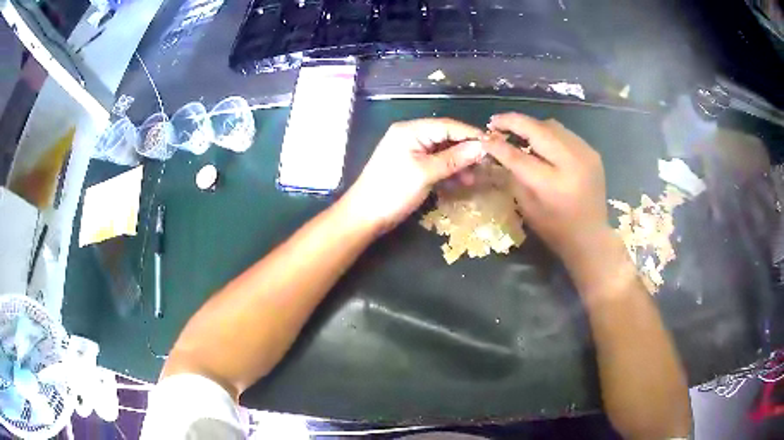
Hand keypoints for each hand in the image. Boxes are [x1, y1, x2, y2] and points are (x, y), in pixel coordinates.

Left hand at [344, 118, 484, 232]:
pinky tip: (461, 181)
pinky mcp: (412, 167)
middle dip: (466, 150)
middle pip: (445, 137)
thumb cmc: (392, 191)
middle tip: (487, 162)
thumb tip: (481, 148)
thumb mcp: (425, 173)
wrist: (364, 216)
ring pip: (442, 152)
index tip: (492, 144)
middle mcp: (411, 136)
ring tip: (476, 176)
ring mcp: (411, 152)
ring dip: (459, 163)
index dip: (470, 134)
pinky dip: (448, 171)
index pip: (447, 126)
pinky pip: (435, 164)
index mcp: (410, 131)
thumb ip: (454, 159)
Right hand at [481, 113, 611, 262]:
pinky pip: (565, 133)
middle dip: (513, 122)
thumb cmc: (556, 230)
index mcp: (553, 185)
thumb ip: (515, 176)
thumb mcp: (528, 208)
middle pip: (538, 130)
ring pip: (552, 126)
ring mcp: (586, 154)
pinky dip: (548, 134)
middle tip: (496, 122)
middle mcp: (572, 164)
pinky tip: (540, 143)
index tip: (483, 137)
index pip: (519, 157)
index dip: (499, 145)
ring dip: (532, 126)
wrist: (591, 237)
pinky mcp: (592, 152)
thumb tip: (499, 149)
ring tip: (517, 132)